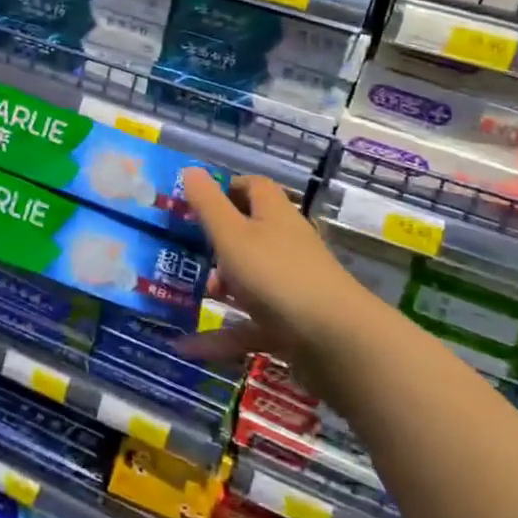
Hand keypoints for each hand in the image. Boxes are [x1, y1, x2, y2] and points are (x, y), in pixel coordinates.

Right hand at [176, 167, 364, 392]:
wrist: (336, 342)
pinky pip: (249, 324)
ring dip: (217, 287)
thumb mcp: (232, 235)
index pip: (252, 187)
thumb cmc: (277, 275)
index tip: (193, 202)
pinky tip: (188, 348)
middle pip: (247, 234)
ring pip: (247, 280)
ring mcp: (289, 285)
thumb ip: (208, 204)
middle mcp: (285, 244)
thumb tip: (190, 169)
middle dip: (213, 243)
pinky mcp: (291, 324)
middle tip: (181, 250)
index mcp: (273, 215)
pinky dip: (221, 336)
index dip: (224, 189)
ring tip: (182, 295)